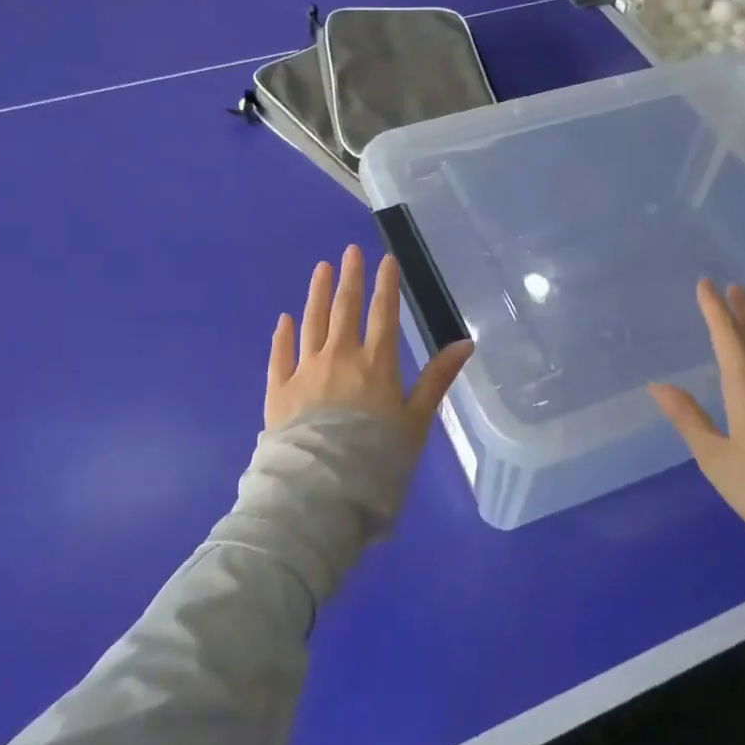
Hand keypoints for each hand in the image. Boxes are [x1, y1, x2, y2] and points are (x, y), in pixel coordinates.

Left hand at [264, 245, 473, 448]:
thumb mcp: (417, 421)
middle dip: (350, 278)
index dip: (386, 284)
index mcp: (376, 364)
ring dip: (316, 294)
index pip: (384, 314)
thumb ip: (437, 379)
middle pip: (345, 310)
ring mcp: (305, 371)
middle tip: (349, 251)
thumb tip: (466, 343)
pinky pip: (281, 355)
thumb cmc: (377, 459)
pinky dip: (283, 335)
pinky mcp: (279, 391)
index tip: (386, 258)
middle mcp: (339, 357)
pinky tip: (284, 320)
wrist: (321, 492)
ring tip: (320, 269)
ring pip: (312, 323)